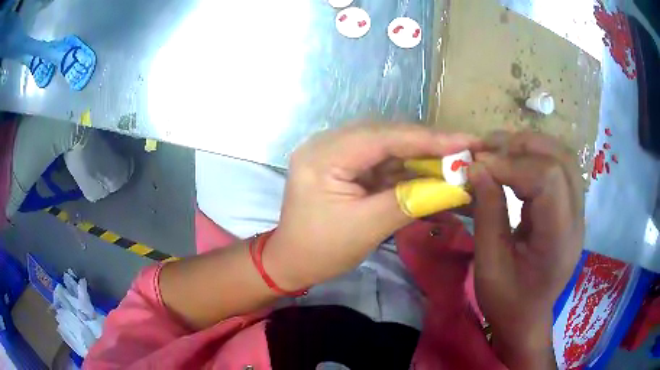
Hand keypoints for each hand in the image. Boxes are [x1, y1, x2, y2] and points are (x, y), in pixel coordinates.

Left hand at [264, 123, 475, 289]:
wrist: (292, 261)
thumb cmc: (321, 250)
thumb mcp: (367, 228)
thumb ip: (410, 201)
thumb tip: (454, 186)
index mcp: (323, 156)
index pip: (384, 137)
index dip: (429, 139)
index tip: (467, 141)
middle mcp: (327, 144)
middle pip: (387, 135)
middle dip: (429, 144)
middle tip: (467, 149)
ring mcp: (336, 152)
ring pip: (388, 146)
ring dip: (422, 154)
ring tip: (456, 159)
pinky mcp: (345, 164)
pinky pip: (382, 160)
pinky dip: (408, 167)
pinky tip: (433, 170)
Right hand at [468, 132, 583, 368]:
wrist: (527, 318)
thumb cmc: (506, 301)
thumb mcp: (489, 265)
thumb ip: (488, 214)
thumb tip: (477, 168)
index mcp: (559, 240)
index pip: (548, 178)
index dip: (512, 164)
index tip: (478, 166)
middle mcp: (576, 219)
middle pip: (560, 159)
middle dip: (522, 146)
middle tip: (487, 150)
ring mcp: (577, 212)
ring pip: (563, 157)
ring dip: (530, 146)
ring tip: (499, 150)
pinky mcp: (570, 208)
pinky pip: (559, 168)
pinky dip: (535, 156)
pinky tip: (514, 163)